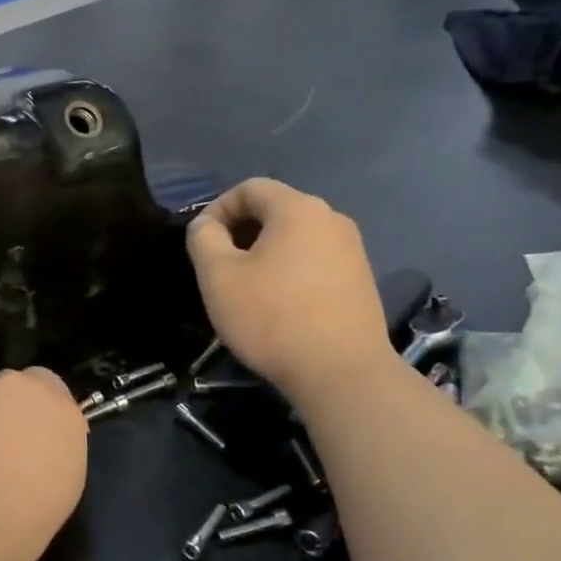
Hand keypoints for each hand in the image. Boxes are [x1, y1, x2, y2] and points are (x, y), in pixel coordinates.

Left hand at [0, 369, 87, 560]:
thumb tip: (29, 455)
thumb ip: (46, 457)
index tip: (31, 441)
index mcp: (60, 414)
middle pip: (12, 389)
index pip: (53, 390)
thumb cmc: (19, 523)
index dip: (38, 413)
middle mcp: (17, 391)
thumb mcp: (57, 494)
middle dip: (4, 412)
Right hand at [186, 179, 394, 400]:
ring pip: (295, 237)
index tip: (201, 243)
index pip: (249, 188)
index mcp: (298, 208)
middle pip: (275, 210)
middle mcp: (331, 219)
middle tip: (218, 267)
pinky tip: (277, 305)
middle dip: (240, 231)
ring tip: (245, 288)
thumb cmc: (271, 317)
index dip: (217, 209)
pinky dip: (288, 270)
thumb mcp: (218, 275)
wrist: (341, 373)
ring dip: (264, 252)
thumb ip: (203, 238)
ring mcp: (352, 250)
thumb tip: (207, 225)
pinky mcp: (360, 279)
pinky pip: (314, 260)